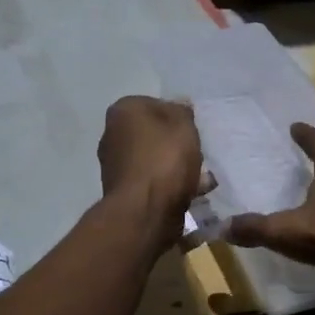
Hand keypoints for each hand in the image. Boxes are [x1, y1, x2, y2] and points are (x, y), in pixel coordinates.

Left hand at [97, 97, 203, 222]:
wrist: (144, 210)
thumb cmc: (164, 158)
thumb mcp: (183, 125)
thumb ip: (183, 111)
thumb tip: (179, 104)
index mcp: (123, 111)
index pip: (154, 104)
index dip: (177, 116)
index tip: (192, 130)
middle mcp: (112, 135)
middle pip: (153, 133)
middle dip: (175, 143)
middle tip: (197, 153)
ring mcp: (115, 165)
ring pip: (154, 159)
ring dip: (176, 167)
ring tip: (202, 178)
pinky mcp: (123, 191)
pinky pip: (152, 181)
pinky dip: (170, 185)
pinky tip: (194, 193)